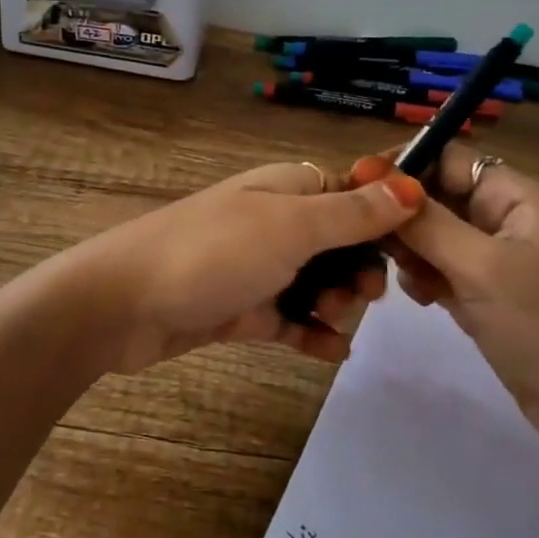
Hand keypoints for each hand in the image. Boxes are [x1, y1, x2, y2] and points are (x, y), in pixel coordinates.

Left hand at [69, 160, 425, 372]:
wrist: (123, 305)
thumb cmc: (212, 253)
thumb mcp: (290, 227)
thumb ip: (351, 213)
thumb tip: (410, 185)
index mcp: (288, 188)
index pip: (353, 192)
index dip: (386, 218)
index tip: (415, 249)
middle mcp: (276, 221)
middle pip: (341, 242)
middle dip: (361, 269)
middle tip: (363, 296)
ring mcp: (258, 266)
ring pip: (319, 282)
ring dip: (338, 303)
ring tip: (335, 323)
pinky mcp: (242, 308)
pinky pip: (290, 318)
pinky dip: (313, 333)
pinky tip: (333, 353)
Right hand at [379, 144, 538, 482]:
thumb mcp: (482, 268)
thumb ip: (426, 223)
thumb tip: (374, 175)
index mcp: (511, 197)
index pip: (446, 157)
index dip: (402, 164)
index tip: (356, 185)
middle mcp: (498, 219)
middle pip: (433, 196)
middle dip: (399, 213)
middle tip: (364, 239)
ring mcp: (489, 260)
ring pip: (429, 235)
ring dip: (407, 250)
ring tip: (398, 275)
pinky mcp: (480, 296)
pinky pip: (435, 270)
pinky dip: (421, 279)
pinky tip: (420, 299)